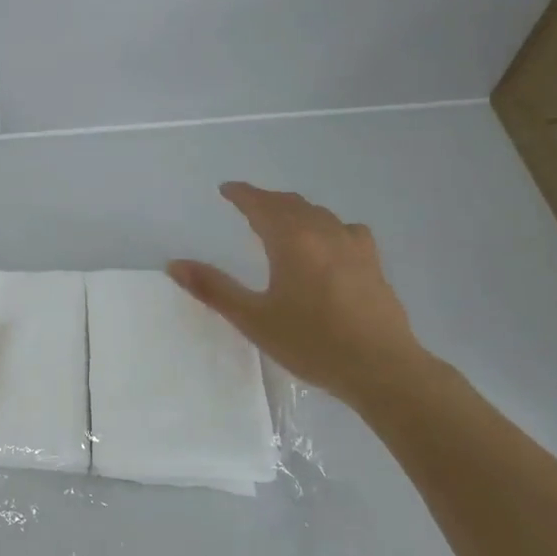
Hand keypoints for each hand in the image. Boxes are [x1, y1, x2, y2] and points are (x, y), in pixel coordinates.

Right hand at [168, 182, 430, 409]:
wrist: (381, 367)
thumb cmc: (312, 343)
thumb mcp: (254, 319)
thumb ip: (214, 289)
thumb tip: (175, 264)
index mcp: (292, 241)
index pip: (262, 205)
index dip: (242, 194)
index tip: (226, 189)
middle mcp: (323, 233)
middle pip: (291, 204)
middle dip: (266, 200)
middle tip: (247, 203)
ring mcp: (353, 246)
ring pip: (319, 214)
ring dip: (295, 210)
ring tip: (282, 219)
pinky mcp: (373, 263)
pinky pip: (345, 229)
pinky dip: (326, 226)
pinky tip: (328, 242)